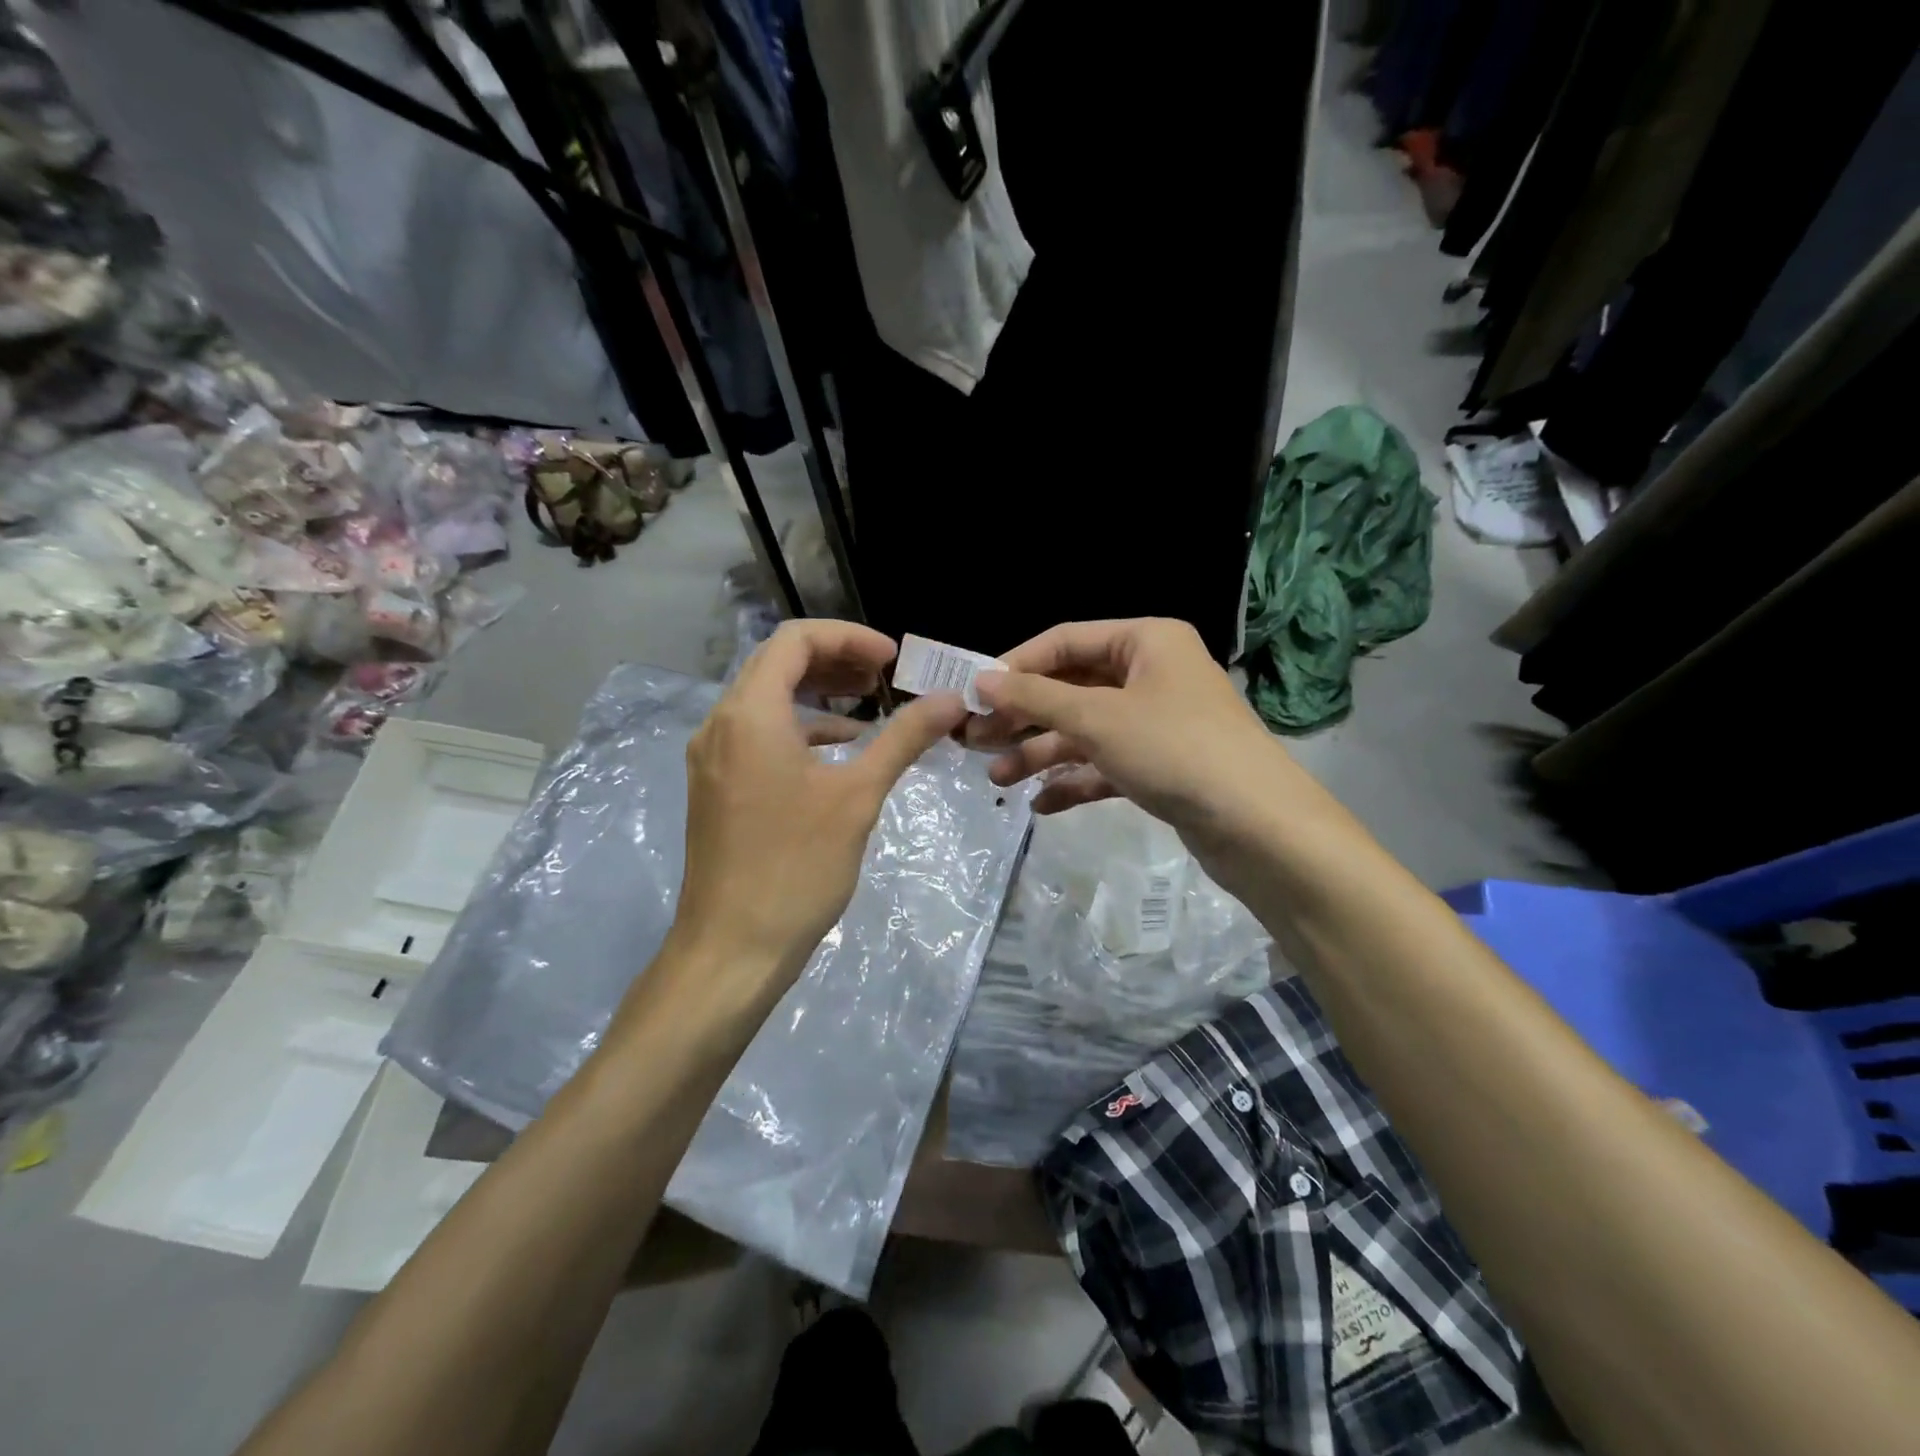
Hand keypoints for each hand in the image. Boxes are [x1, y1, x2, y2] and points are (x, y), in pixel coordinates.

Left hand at [663, 620, 967, 1015]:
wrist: (733, 948)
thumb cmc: (797, 866)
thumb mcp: (859, 796)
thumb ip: (904, 738)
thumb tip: (952, 699)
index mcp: (750, 713)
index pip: (795, 640)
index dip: (849, 637)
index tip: (893, 660)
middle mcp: (721, 723)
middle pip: (778, 664)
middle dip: (835, 660)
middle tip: (885, 677)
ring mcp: (713, 757)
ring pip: (766, 699)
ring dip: (818, 694)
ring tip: (870, 708)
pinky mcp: (717, 786)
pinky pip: (759, 734)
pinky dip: (801, 728)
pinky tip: (840, 752)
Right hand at [969, 619, 1331, 865]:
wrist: (1258, 826)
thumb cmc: (1174, 749)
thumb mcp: (1096, 718)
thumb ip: (1035, 697)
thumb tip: (981, 679)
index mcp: (1145, 640)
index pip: (1064, 640)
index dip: (1015, 666)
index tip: (973, 695)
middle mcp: (1152, 673)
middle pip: (1072, 687)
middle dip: (1024, 716)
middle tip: (975, 740)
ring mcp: (1158, 721)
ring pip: (1086, 730)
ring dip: (1042, 753)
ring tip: (997, 779)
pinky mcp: (1162, 764)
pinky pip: (1107, 763)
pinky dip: (1075, 780)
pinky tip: (1042, 804)